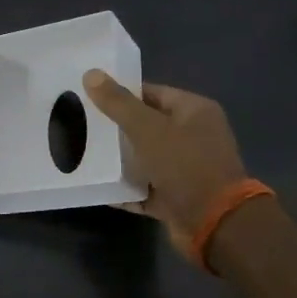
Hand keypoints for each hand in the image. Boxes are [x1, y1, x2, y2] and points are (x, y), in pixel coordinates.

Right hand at [83, 72, 248, 263]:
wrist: (215, 224)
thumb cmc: (185, 165)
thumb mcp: (148, 129)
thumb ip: (118, 103)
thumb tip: (91, 73)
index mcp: (194, 111)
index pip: (151, 93)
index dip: (121, 94)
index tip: (89, 97)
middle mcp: (193, 137)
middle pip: (146, 125)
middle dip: (115, 128)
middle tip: (81, 124)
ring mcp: (185, 169)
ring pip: (144, 158)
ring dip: (118, 160)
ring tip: (83, 153)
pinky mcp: (176, 197)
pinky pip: (144, 188)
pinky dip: (124, 188)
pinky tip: (97, 186)